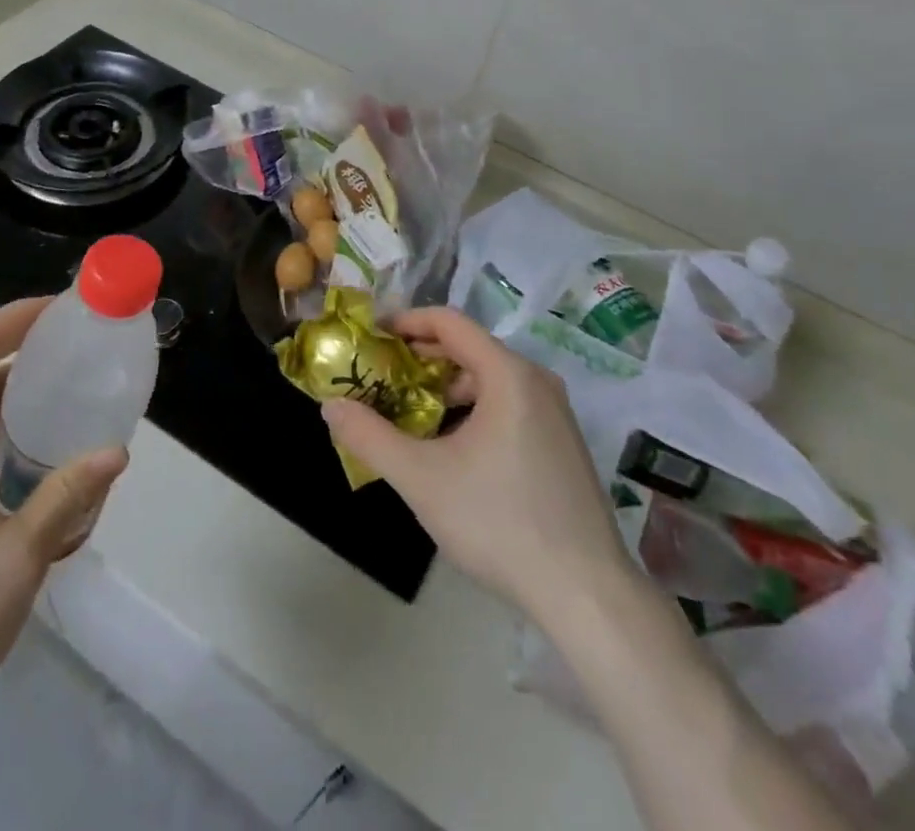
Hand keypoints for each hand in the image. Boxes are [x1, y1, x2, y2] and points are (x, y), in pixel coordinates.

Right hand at [322, 307, 628, 619]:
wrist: (585, 592)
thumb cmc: (499, 521)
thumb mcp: (422, 479)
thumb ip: (370, 437)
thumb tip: (329, 406)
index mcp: (508, 373)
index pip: (449, 322)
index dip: (406, 322)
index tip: (372, 336)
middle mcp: (536, 381)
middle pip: (469, 349)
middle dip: (421, 360)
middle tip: (381, 378)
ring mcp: (555, 413)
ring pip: (490, 381)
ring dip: (446, 389)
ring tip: (409, 415)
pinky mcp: (562, 444)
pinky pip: (509, 406)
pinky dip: (473, 410)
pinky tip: (452, 449)